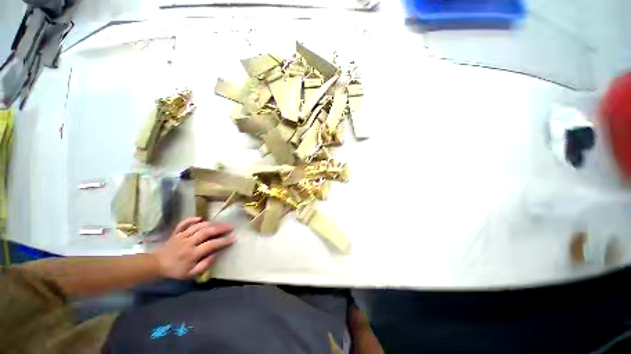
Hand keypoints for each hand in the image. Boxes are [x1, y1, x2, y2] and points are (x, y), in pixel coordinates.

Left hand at [153, 217, 235, 278]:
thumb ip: (204, 265)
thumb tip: (216, 254)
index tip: (233, 238)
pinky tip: (199, 218)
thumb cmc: (175, 271)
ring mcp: (181, 236)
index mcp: (192, 254)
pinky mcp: (176, 233)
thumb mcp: (190, 274)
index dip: (224, 241)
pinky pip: (183, 223)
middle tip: (231, 227)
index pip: (212, 244)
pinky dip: (191, 219)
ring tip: (220, 224)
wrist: (155, 265)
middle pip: (207, 232)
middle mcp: (188, 242)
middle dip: (221, 228)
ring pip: (198, 226)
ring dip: (211, 223)